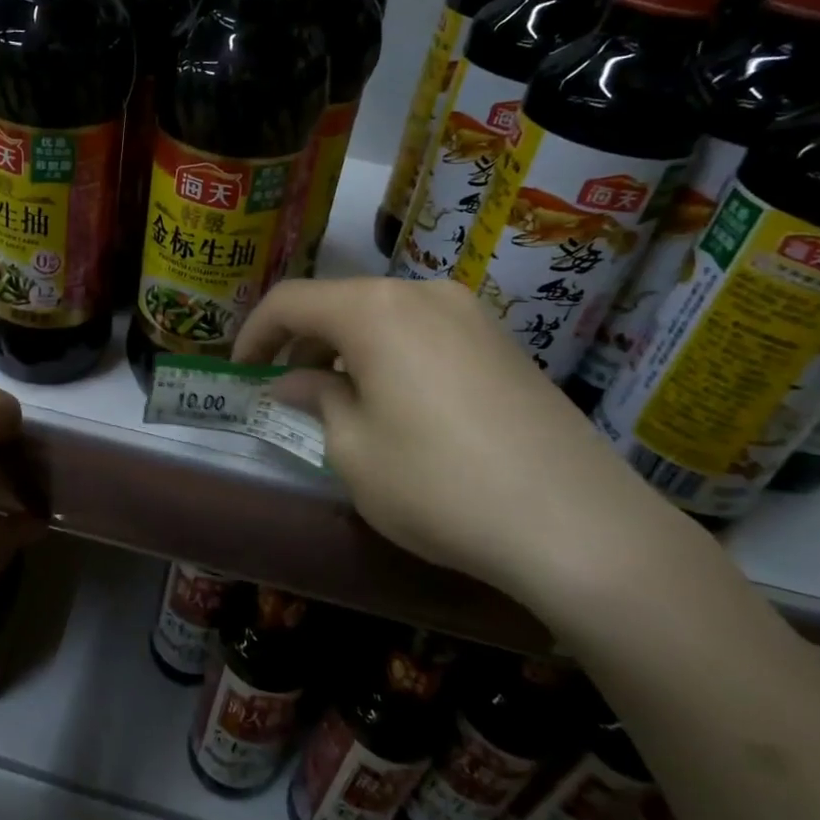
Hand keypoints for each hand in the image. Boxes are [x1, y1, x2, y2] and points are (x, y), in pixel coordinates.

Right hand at [234, 278, 691, 606]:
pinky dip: (392, 357)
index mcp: (376, 309)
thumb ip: (315, 400)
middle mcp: (424, 293)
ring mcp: (472, 315)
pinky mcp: (504, 343)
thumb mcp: (353, 451)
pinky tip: (398, 406)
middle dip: (303, 343)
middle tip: (287, 392)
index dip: (254, 334)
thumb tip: (294, 382)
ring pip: (385, 317)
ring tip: (339, 402)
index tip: (240, 373)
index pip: (291, 301)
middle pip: (341, 303)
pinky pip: (426, 334)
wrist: (579, 525)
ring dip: (348, 350)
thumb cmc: (439, 485)